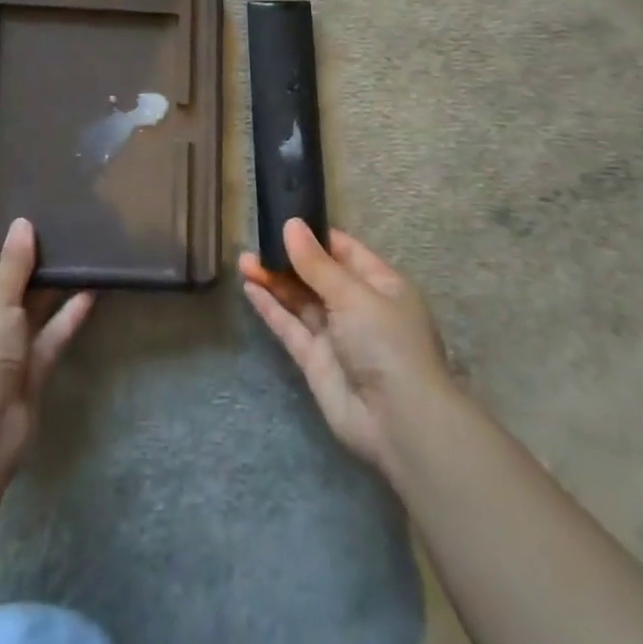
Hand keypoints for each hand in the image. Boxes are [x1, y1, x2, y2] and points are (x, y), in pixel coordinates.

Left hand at [0, 218, 94, 486]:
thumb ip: (12, 262)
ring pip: (25, 308)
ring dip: (49, 286)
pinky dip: (65, 316)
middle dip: (23, 259)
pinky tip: (90, 291)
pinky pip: (46, 335)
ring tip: (76, 251)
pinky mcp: (25, 369)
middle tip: (53, 227)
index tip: (12, 216)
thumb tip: (21, 224)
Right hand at [240, 220, 456, 478]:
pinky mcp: (316, 361)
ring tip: (243, 260)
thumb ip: (316, 263)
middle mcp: (359, 308)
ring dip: (274, 280)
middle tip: (255, 241)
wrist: (399, 423)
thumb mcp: (353, 295)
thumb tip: (291, 225)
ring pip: (300, 300)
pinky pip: (290, 327)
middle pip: (318, 276)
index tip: (284, 220)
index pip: (345, 251)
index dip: (316, 236)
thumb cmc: (387, 343)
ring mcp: (336, 336)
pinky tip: (250, 287)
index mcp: (381, 286)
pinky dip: (270, 307)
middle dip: (288, 258)